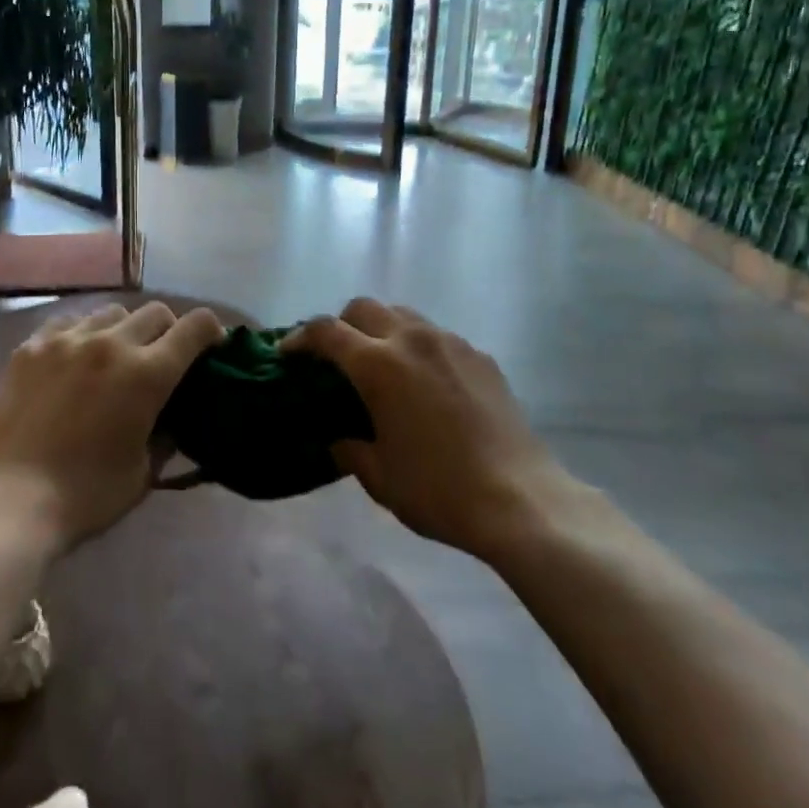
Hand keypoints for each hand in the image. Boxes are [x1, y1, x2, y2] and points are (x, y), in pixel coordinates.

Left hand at [0, 301, 225, 552]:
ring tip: (113, 356)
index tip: (210, 347)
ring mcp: (67, 340)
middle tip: (161, 357)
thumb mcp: (143, 471)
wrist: (9, 502)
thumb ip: (165, 435)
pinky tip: (74, 358)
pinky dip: (82, 334)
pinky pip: (68, 322)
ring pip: (111, 312)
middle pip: (155, 312)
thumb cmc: (86, 495)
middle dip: (169, 330)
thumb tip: (172, 417)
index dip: (210, 331)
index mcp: (147, 374)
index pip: (195, 326)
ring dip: (124, 330)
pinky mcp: (31, 347)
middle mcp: (111, 343)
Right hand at [283, 299, 585, 562]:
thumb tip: (338, 439)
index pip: (326, 331)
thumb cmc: (438, 490)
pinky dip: (418, 347)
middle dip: (341, 325)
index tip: (288, 353)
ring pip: (403, 315)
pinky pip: (437, 337)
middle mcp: (412, 339)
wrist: (520, 499)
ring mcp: (451, 343)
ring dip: (381, 330)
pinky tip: (425, 385)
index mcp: (378, 365)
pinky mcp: (480, 356)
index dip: (300, 338)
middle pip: (364, 308)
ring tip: (381, 366)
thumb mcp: (379, 477)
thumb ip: (348, 449)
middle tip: (336, 358)